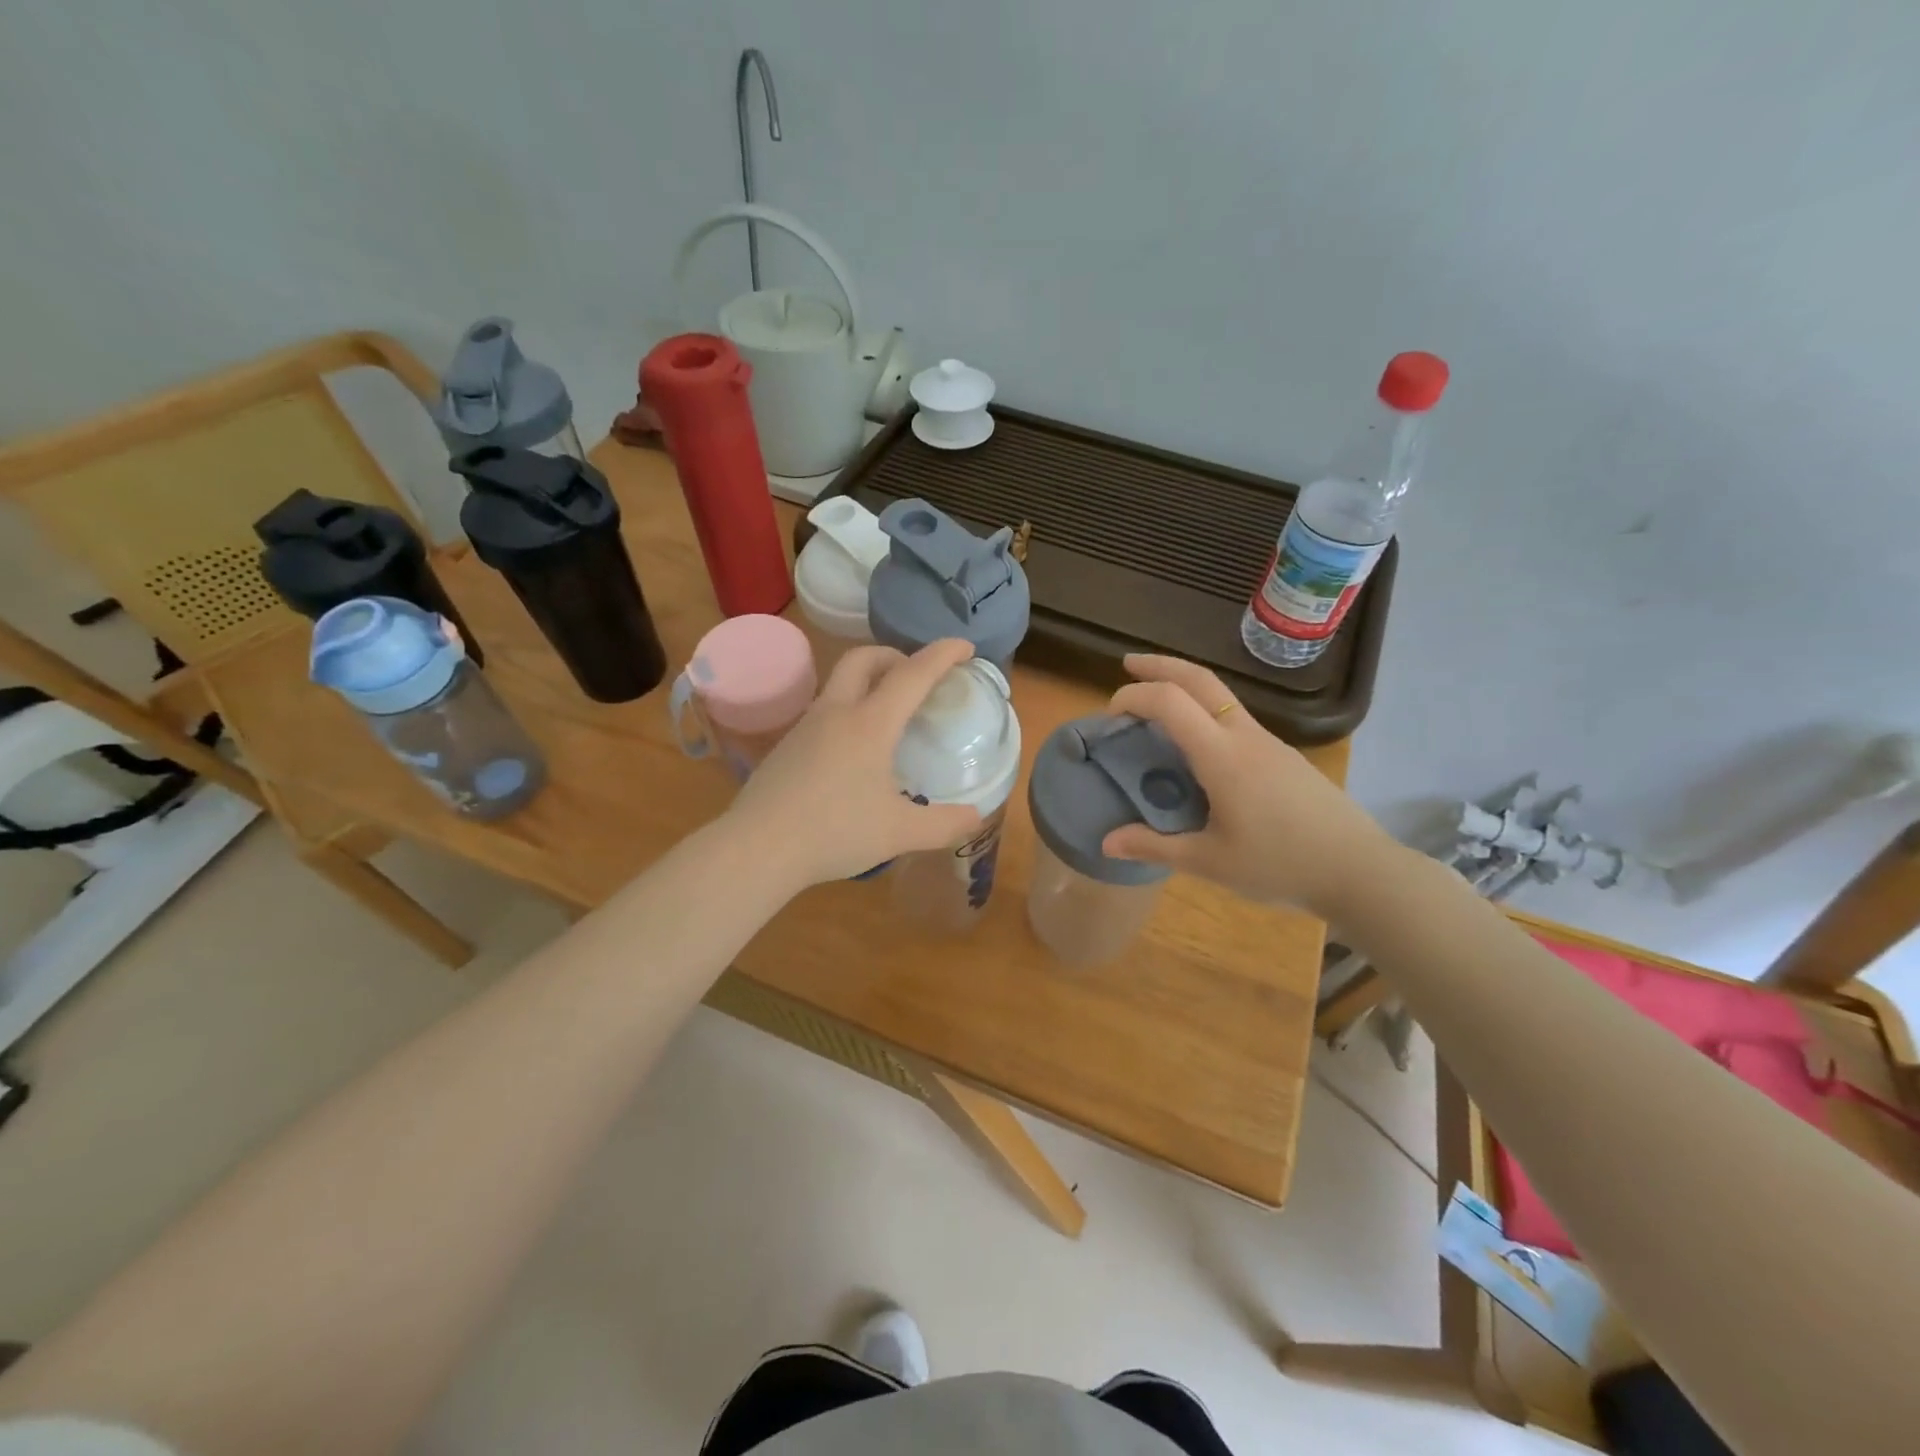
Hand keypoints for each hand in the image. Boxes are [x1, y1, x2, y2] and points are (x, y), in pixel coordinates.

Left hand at [725, 639, 985, 888]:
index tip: (964, 646)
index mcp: (870, 724)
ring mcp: (805, 726)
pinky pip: (824, 711)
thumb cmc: (834, 832)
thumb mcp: (899, 833)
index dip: (942, 655)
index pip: (913, 674)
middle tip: (916, 676)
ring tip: (888, 716)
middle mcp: (836, 713)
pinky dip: (848, 712)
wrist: (757, 848)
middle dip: (895, 655)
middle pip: (864, 658)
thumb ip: (943, 824)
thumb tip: (975, 817)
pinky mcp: (785, 746)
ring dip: (868, 683)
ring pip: (839, 684)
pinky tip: (853, 752)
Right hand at [1099, 654, 1401, 917]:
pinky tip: (1196, 744)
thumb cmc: (1280, 865)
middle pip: (1199, 678)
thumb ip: (1154, 847)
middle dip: (1159, 665)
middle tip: (1127, 664)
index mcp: (1222, 756)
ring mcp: (1268, 742)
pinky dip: (1203, 711)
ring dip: (1183, 686)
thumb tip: (1106, 843)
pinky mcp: (1282, 754)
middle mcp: (1244, 735)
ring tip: (1155, 703)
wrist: (1360, 870)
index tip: (1110, 715)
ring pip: (1220, 694)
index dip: (1134, 696)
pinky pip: (1234, 717)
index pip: (1170, 701)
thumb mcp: (1209, 863)